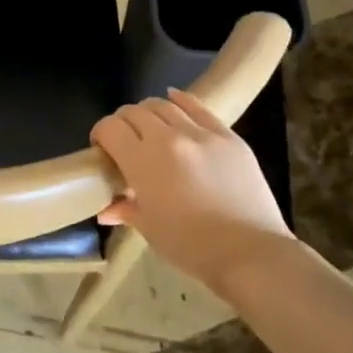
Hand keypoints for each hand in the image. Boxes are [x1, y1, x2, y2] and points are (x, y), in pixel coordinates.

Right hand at [90, 89, 293, 288]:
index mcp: (143, 162)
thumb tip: (107, 209)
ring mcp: (202, 134)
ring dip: (148, 113)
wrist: (252, 253)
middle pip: (134, 112)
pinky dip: (180, 100)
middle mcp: (169, 138)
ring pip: (164, 105)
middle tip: (124, 141)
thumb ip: (126, 209)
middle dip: (122, 123)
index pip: (110, 128)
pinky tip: (173, 99)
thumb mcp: (150, 229)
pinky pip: (198, 107)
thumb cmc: (192, 247)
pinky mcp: (228, 136)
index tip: (102, 150)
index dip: (100, 134)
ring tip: (149, 128)